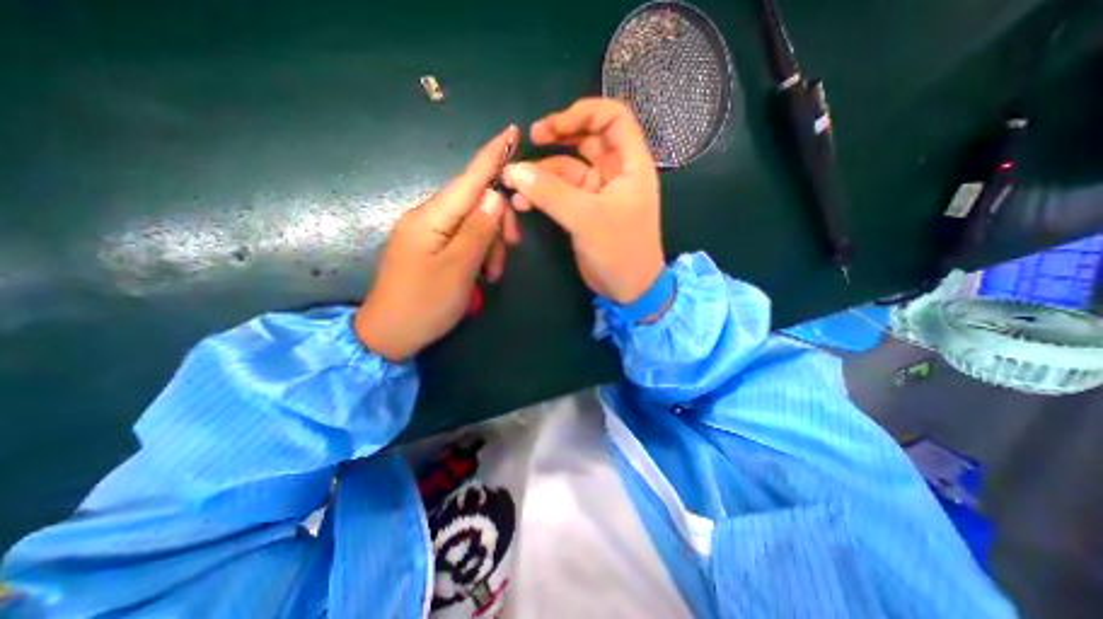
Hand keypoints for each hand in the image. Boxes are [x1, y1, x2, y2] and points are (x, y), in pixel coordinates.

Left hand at [355, 124, 521, 361]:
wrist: (389, 335)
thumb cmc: (424, 304)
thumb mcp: (459, 269)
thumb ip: (478, 230)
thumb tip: (494, 195)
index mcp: (431, 218)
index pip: (467, 179)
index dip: (491, 156)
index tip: (511, 131)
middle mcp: (428, 217)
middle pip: (473, 203)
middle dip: (497, 223)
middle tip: (512, 248)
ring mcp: (427, 233)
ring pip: (472, 224)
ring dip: (490, 244)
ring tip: (492, 274)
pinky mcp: (431, 248)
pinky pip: (462, 239)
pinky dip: (478, 252)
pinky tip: (483, 273)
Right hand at [502, 95, 662, 303]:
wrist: (627, 289)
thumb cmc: (619, 250)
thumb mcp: (586, 218)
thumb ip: (550, 193)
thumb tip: (514, 171)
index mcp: (630, 164)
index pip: (613, 118)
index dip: (584, 113)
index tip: (553, 126)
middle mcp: (615, 173)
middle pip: (587, 140)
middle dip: (558, 137)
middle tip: (531, 141)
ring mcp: (598, 192)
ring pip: (568, 168)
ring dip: (542, 172)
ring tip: (515, 182)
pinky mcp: (584, 210)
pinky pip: (561, 193)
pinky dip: (542, 194)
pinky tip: (523, 201)